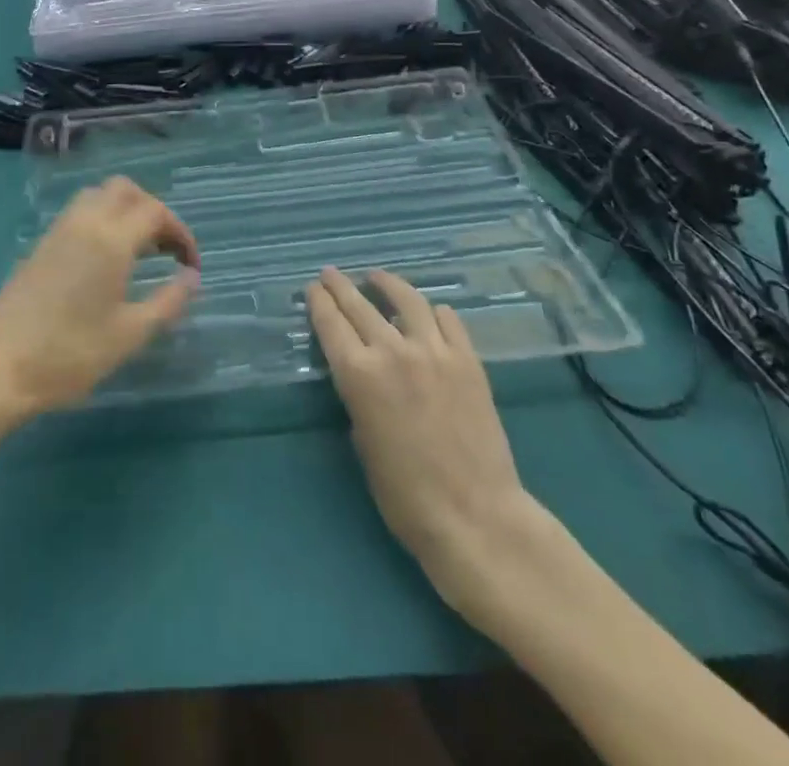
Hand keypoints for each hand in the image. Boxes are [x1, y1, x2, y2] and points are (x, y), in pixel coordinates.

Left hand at [0, 178, 198, 415]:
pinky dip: (101, 220)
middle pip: (125, 190)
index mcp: (111, 239)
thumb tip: (191, 278)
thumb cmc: (70, 353)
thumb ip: (168, 301)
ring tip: (137, 250)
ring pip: (98, 196)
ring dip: (124, 210)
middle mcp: (85, 222)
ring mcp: (58, 231)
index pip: (156, 212)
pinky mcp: (40, 245)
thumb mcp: (129, 334)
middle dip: (152, 210)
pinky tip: (104, 261)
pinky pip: (78, 213)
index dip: (180, 233)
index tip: (190, 266)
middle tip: (164, 248)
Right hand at [307, 267, 551, 624]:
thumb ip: (360, 399)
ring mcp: (435, 351)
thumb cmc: (406, 495)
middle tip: (331, 273)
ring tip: (377, 276)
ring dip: (387, 284)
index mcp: (359, 375)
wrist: (475, 516)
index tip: (313, 288)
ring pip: (407, 300)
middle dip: (341, 286)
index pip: (331, 324)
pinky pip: (448, 321)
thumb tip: (365, 377)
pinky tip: (429, 311)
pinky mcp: (468, 360)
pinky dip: (433, 311)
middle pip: (360, 305)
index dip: (319, 302)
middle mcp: (393, 351)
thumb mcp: (363, 445)